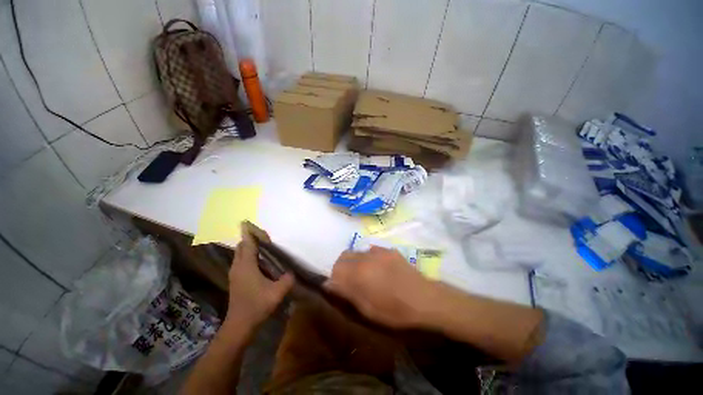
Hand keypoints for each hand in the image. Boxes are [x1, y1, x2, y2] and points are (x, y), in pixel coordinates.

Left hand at [225, 226, 293, 329]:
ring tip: (262, 246)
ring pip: (239, 254)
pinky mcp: (235, 279)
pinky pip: (240, 261)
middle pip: (241, 247)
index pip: (246, 244)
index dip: (248, 233)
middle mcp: (238, 266)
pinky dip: (248, 256)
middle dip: (249, 238)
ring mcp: (235, 273)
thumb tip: (292, 272)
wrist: (239, 325)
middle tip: (263, 236)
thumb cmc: (257, 305)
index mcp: (246, 266)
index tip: (248, 222)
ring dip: (248, 247)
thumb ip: (287, 279)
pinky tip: (259, 262)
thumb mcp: (277, 292)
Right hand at [325, 246, 436, 328]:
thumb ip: (347, 292)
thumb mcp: (367, 308)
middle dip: (341, 267)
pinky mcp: (388, 250)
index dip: (334, 277)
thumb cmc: (394, 310)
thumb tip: (329, 284)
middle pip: (344, 256)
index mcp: (358, 272)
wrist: (423, 298)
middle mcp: (365, 257)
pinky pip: (371, 251)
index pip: (336, 268)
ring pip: (357, 252)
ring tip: (364, 274)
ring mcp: (378, 251)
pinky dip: (368, 258)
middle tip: (349, 280)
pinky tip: (377, 269)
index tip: (338, 287)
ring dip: (354, 261)